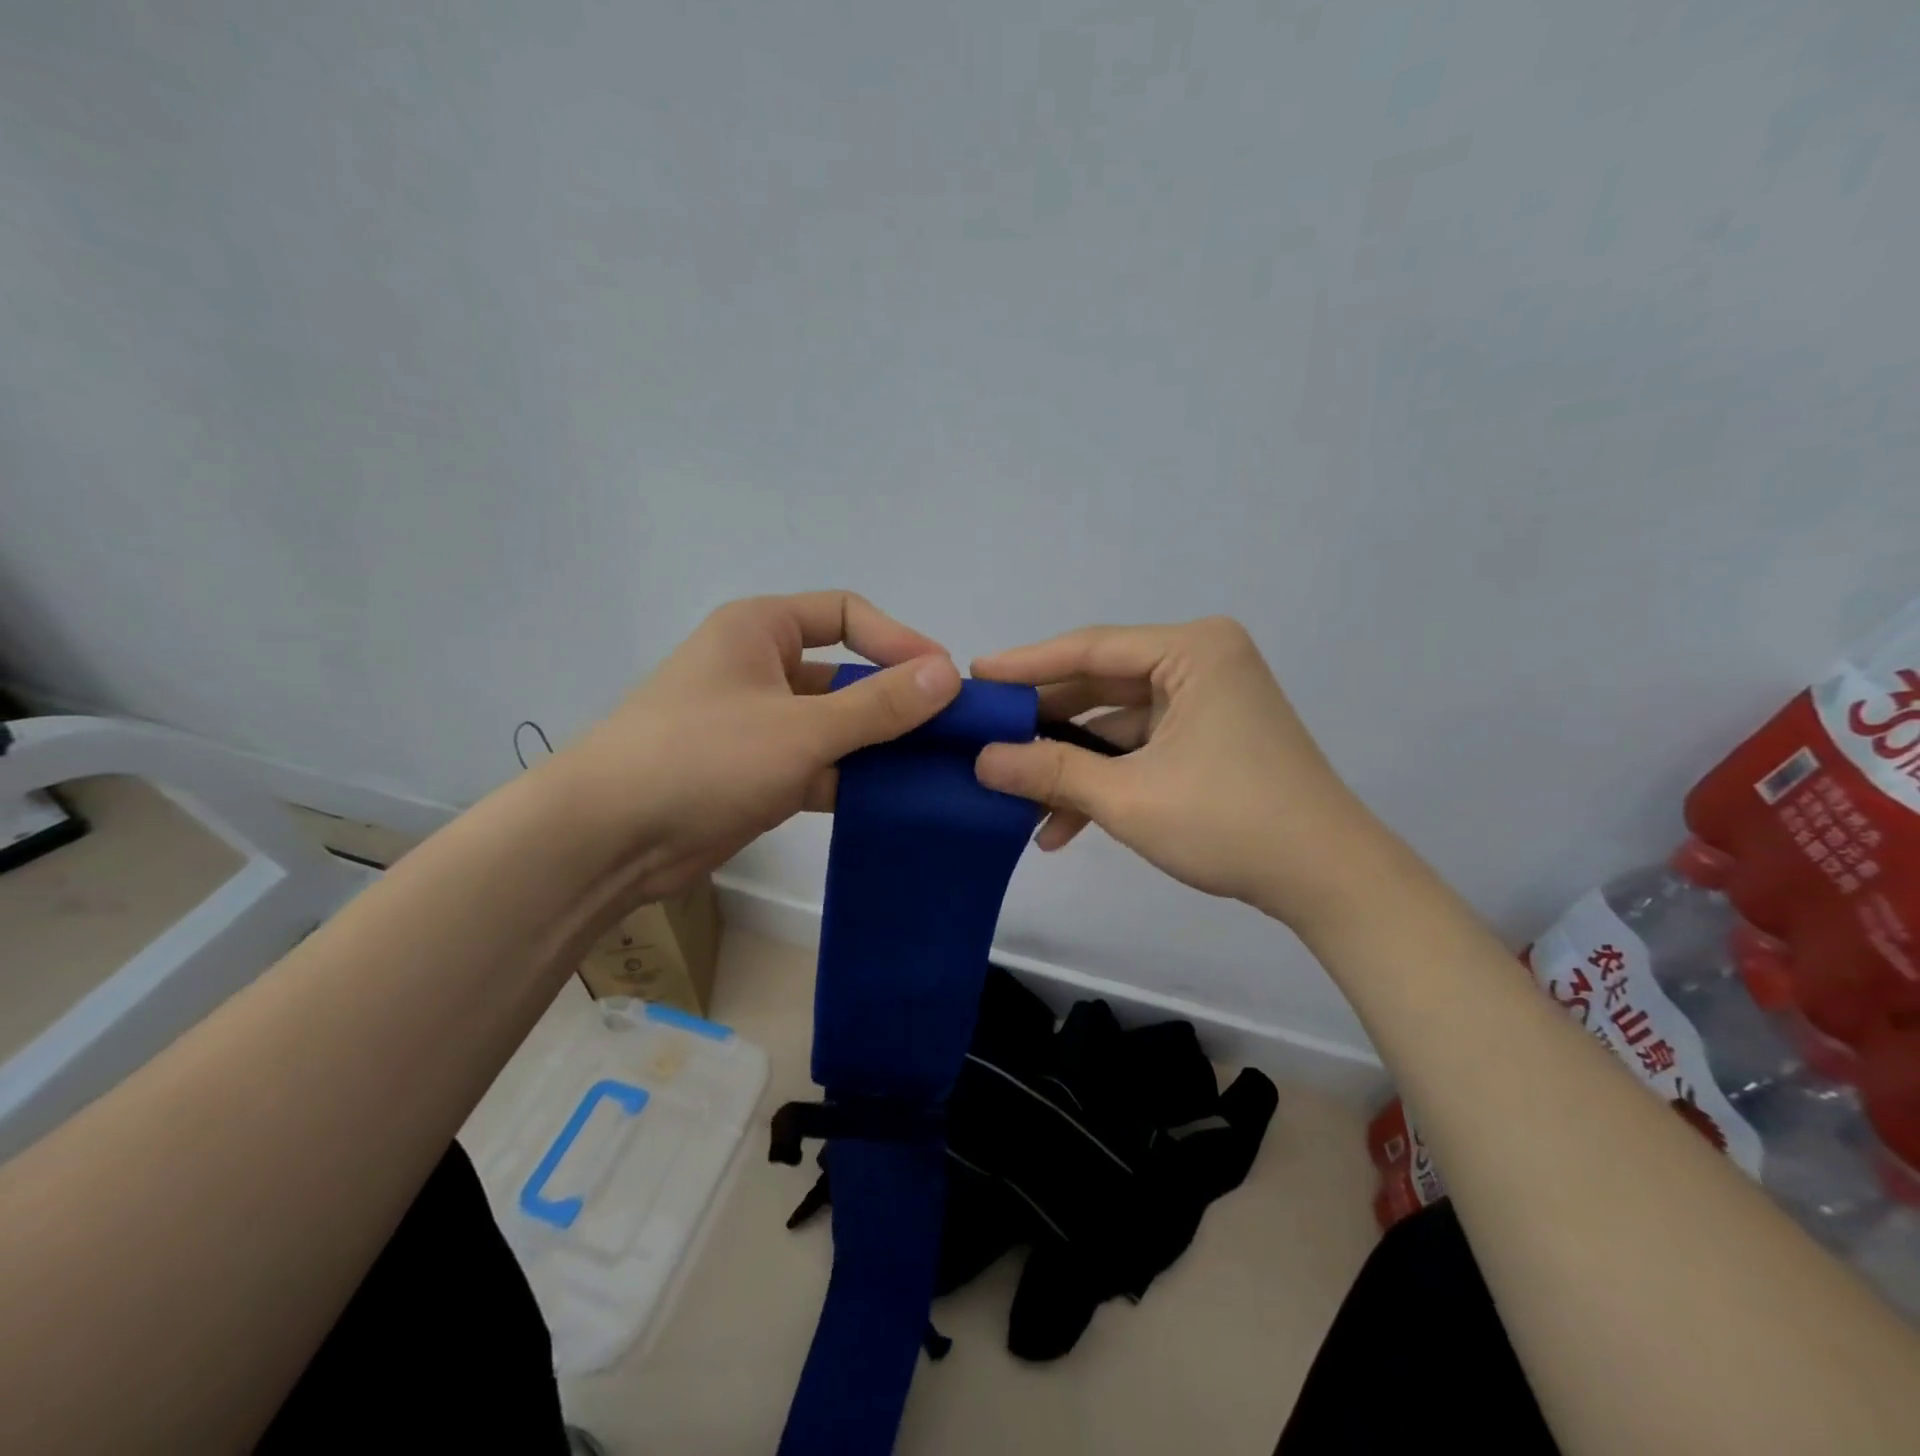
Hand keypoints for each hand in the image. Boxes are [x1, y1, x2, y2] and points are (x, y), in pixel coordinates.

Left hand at [552, 592, 960, 902]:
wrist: (608, 839)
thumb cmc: (703, 757)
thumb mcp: (801, 728)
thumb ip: (878, 704)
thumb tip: (948, 675)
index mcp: (761, 631)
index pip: (846, 614)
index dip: (898, 641)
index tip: (944, 680)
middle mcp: (760, 668)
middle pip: (845, 674)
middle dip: (895, 701)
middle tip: (949, 733)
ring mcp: (758, 724)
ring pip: (835, 725)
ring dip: (878, 746)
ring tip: (934, 771)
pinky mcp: (757, 773)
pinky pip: (819, 765)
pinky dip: (852, 781)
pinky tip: (894, 802)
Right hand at [972, 618, 1388, 933]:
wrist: (1327, 879)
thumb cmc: (1229, 821)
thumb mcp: (1128, 797)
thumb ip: (1050, 772)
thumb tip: (980, 760)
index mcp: (1193, 651)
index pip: (1090, 648)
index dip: (1025, 665)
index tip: (974, 676)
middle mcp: (1201, 662)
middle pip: (1101, 684)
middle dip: (1044, 722)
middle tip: (984, 736)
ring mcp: (1206, 701)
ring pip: (1116, 723)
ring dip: (1070, 764)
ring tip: (1013, 794)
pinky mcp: (1208, 737)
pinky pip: (1140, 747)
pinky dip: (1104, 779)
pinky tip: (1059, 825)